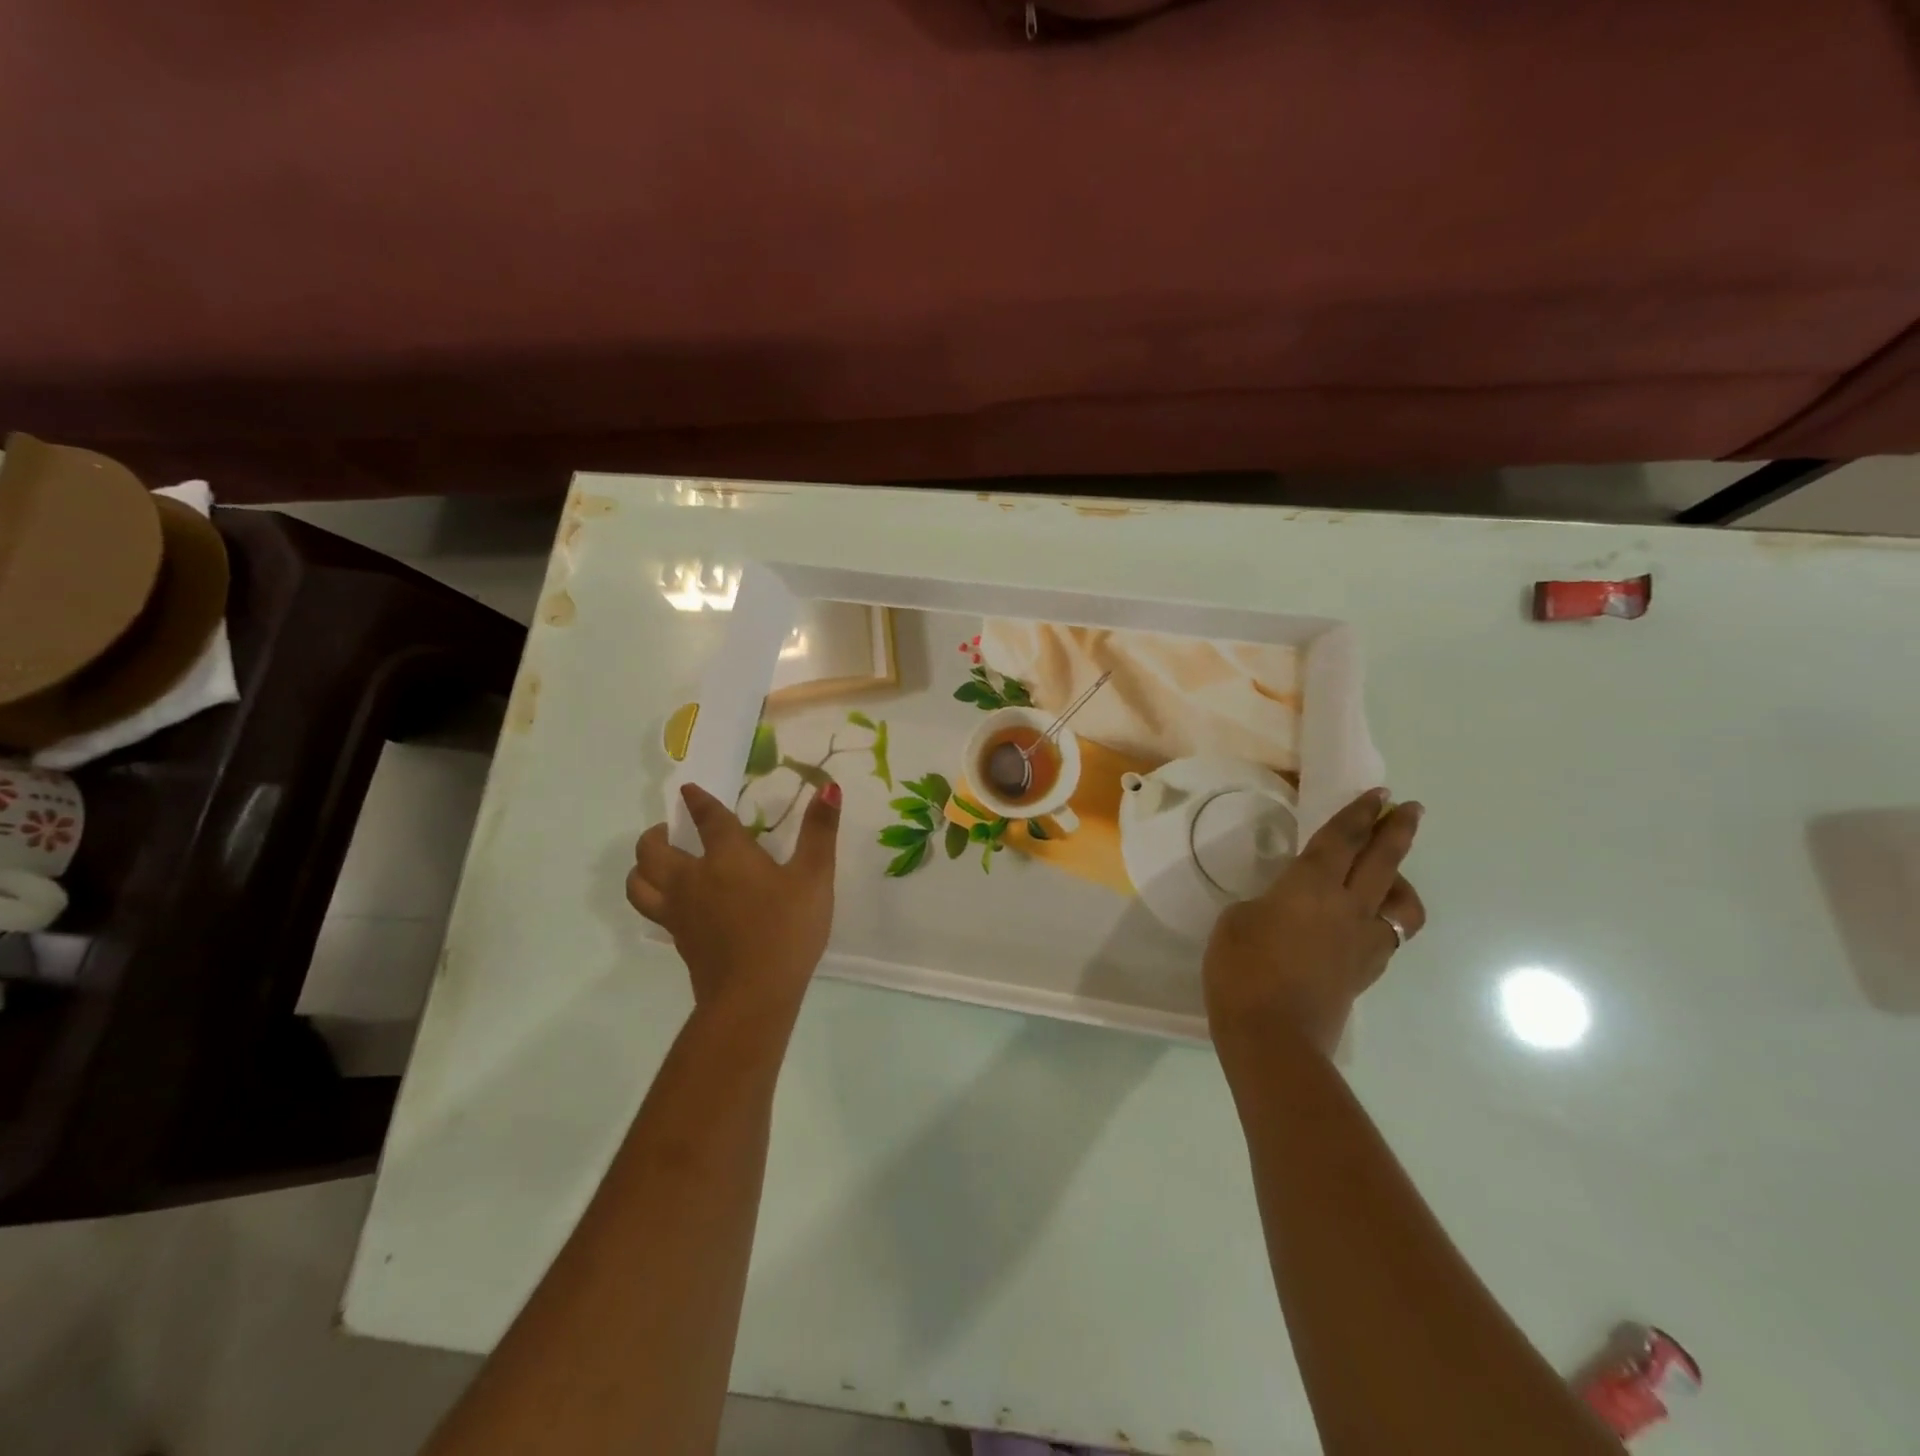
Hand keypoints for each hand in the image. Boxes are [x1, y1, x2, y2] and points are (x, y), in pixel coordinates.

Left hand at [627, 781, 841, 1016]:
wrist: (753, 995)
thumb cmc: (786, 929)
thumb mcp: (814, 877)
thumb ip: (820, 831)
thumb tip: (829, 787)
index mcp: (726, 856)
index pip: (707, 818)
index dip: (697, 800)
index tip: (688, 790)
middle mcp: (692, 878)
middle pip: (652, 850)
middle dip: (656, 834)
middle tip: (670, 830)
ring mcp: (679, 912)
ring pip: (638, 882)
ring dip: (642, 866)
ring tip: (657, 862)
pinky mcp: (678, 939)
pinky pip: (651, 909)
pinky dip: (652, 895)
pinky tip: (674, 901)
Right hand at [1203, 787, 1425, 1063]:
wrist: (1273, 1035)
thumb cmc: (1242, 969)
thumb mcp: (1236, 921)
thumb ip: (1266, 904)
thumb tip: (1283, 909)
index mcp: (1309, 886)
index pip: (1341, 839)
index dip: (1360, 813)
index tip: (1380, 794)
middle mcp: (1346, 907)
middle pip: (1383, 861)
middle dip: (1397, 831)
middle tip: (1410, 809)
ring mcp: (1362, 942)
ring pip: (1401, 902)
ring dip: (1401, 880)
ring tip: (1390, 875)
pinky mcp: (1365, 972)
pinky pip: (1388, 934)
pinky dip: (1387, 918)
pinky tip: (1370, 921)